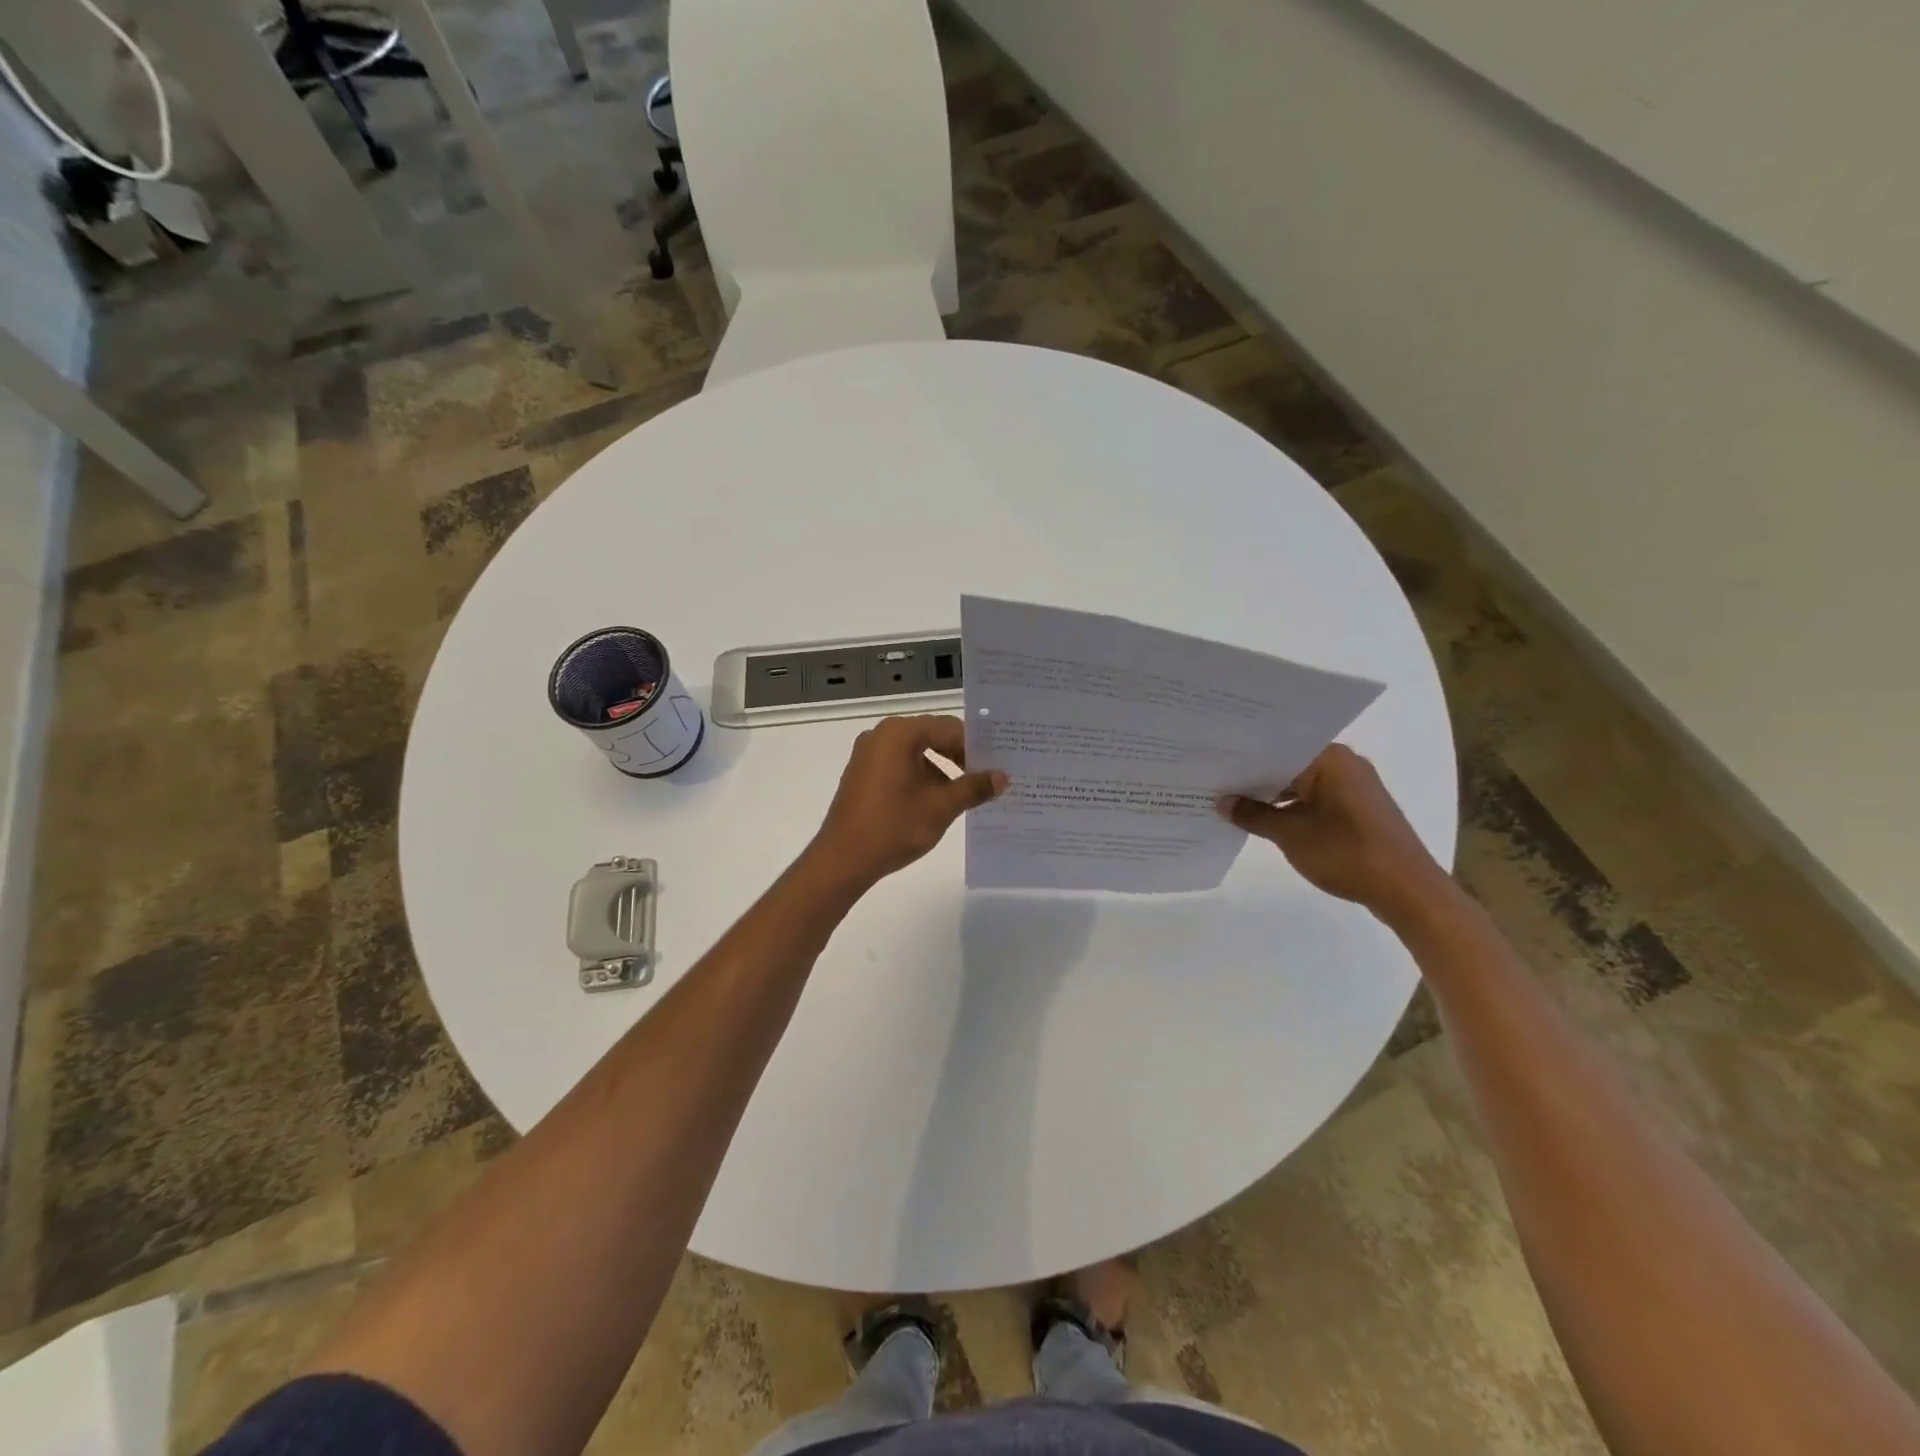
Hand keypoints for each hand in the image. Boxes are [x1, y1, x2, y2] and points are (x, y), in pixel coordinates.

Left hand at [808, 715, 1006, 891]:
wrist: (843, 859)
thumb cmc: (893, 827)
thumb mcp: (941, 807)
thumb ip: (973, 787)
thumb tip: (1002, 777)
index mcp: (900, 733)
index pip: (950, 728)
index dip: (976, 745)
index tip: (998, 764)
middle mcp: (882, 734)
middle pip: (933, 735)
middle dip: (961, 755)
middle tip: (988, 776)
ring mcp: (869, 753)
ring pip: (917, 751)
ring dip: (943, 768)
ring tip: (968, 792)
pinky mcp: (863, 772)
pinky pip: (900, 763)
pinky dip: (922, 775)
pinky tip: (938, 799)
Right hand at [1217, 744, 1451, 925]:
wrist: (1407, 890)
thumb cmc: (1347, 853)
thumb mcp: (1290, 835)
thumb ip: (1253, 815)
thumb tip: (1222, 802)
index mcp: (1329, 758)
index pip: (1275, 748)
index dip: (1242, 758)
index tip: (1212, 765)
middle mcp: (1344, 763)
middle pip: (1288, 764)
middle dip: (1254, 778)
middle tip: (1214, 782)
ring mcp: (1354, 786)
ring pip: (1301, 782)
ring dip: (1273, 795)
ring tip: (1233, 803)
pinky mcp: (1359, 808)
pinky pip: (1316, 798)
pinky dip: (1292, 807)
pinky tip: (1266, 820)